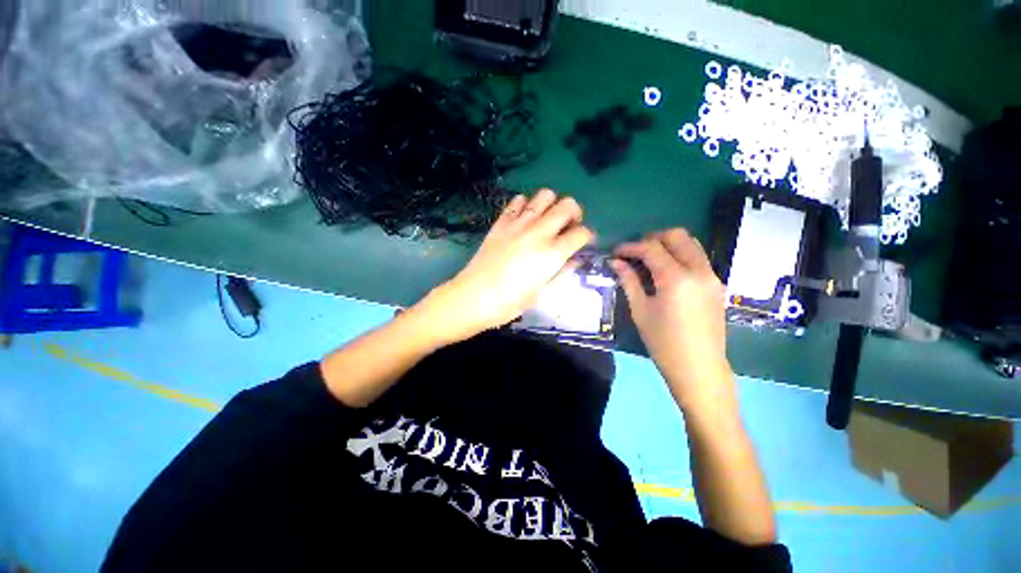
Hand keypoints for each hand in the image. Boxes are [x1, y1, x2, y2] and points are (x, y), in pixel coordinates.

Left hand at [419, 189, 593, 343]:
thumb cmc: (510, 302)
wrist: (475, 296)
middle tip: (568, 226)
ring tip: (547, 220)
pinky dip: (526, 205)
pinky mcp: (501, 222)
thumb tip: (575, 259)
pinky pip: (518, 201)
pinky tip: (524, 219)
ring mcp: (519, 224)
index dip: (587, 236)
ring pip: (545, 195)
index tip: (583, 242)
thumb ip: (562, 272)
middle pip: (568, 205)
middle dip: (575, 213)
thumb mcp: (542, 293)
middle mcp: (539, 232)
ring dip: (552, 204)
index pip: (582, 233)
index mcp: (553, 253)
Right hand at [611, 229, 732, 411]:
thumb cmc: (663, 342)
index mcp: (676, 278)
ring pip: (691, 243)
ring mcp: (712, 276)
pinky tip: (666, 271)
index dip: (630, 247)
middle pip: (677, 236)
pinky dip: (680, 255)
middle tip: (634, 252)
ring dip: (668, 244)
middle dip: (652, 238)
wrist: (699, 367)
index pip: (651, 248)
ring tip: (649, 259)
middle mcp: (699, 270)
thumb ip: (629, 281)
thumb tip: (616, 262)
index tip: (616, 251)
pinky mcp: (716, 284)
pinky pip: (698, 258)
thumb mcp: (640, 310)